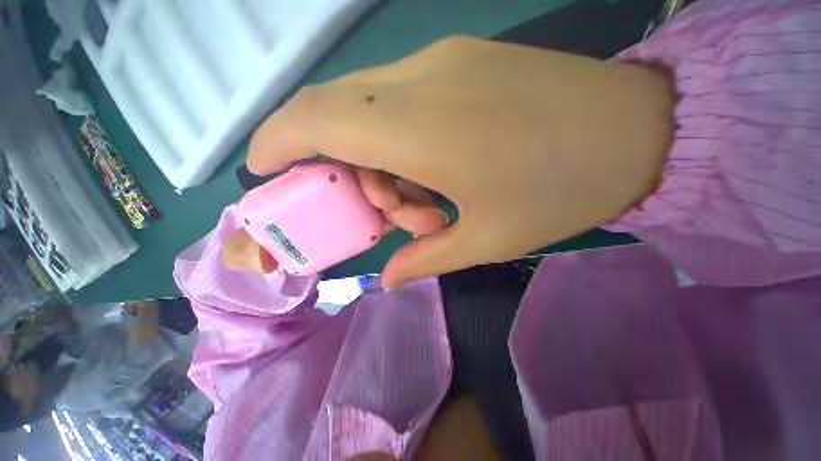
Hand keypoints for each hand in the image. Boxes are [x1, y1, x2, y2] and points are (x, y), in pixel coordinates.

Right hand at [246, 37, 674, 287]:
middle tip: (385, 212)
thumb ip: (427, 258)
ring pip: (369, 108)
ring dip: (378, 161)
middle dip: (338, 166)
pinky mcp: (461, 61)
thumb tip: (390, 276)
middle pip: (335, 111)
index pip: (315, 119)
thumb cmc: (565, 189)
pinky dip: (398, 141)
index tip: (261, 168)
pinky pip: (401, 100)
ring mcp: (442, 63)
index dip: (275, 140)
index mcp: (422, 128)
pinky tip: (439, 168)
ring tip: (425, 203)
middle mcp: (420, 81)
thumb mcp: (490, 239)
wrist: (637, 130)